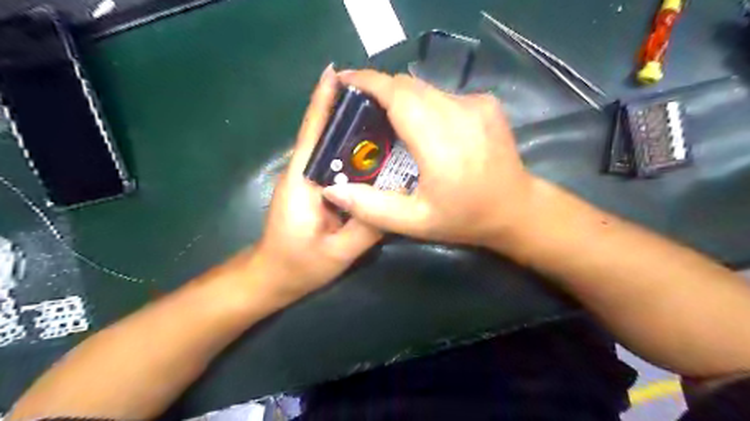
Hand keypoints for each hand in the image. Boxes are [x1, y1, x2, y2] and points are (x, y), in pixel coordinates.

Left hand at [251, 65, 380, 301]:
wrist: (273, 277)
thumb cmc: (299, 265)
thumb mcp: (338, 253)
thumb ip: (367, 228)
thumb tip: (396, 203)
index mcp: (303, 181)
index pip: (313, 133)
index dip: (323, 102)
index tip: (336, 73)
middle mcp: (303, 173)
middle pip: (324, 133)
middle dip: (346, 109)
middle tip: (381, 95)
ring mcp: (307, 180)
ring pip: (329, 148)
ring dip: (351, 129)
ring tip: (382, 115)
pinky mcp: (314, 189)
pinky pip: (334, 164)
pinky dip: (351, 152)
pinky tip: (373, 151)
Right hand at [323, 69, 539, 245]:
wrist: (517, 209)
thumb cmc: (464, 218)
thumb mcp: (414, 222)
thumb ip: (371, 207)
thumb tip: (330, 188)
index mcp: (440, 142)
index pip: (398, 95)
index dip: (367, 82)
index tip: (343, 81)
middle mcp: (460, 113)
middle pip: (408, 86)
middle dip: (379, 90)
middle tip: (359, 107)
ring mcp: (476, 104)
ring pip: (425, 88)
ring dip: (401, 97)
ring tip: (384, 117)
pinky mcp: (486, 103)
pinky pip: (443, 94)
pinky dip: (424, 103)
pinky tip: (420, 125)